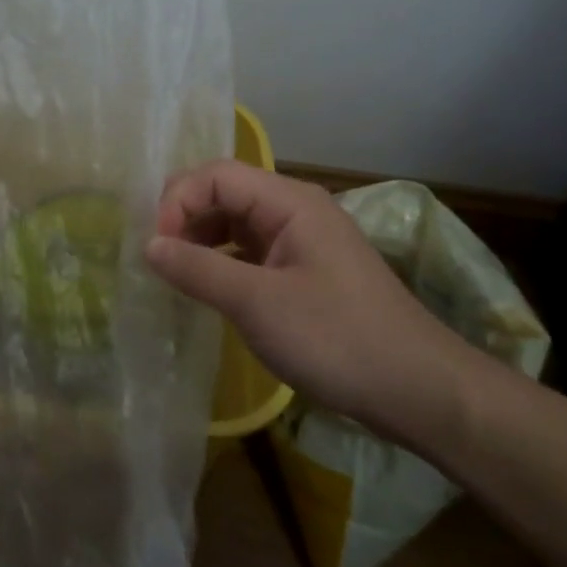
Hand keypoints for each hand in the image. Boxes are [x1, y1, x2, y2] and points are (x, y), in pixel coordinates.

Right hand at [145, 160, 477, 446]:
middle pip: (224, 192)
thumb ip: (198, 269)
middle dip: (185, 216)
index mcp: (289, 201)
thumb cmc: (337, 338)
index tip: (156, 247)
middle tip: (156, 256)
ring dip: (200, 239)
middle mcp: (294, 210)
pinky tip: (205, 287)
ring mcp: (300, 241)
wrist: (419, 391)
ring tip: (173, 272)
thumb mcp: (258, 304)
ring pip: (235, 222)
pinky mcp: (302, 270)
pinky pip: (249, 251)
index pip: (216, 175)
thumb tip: (147, 245)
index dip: (178, 201)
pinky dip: (220, 262)